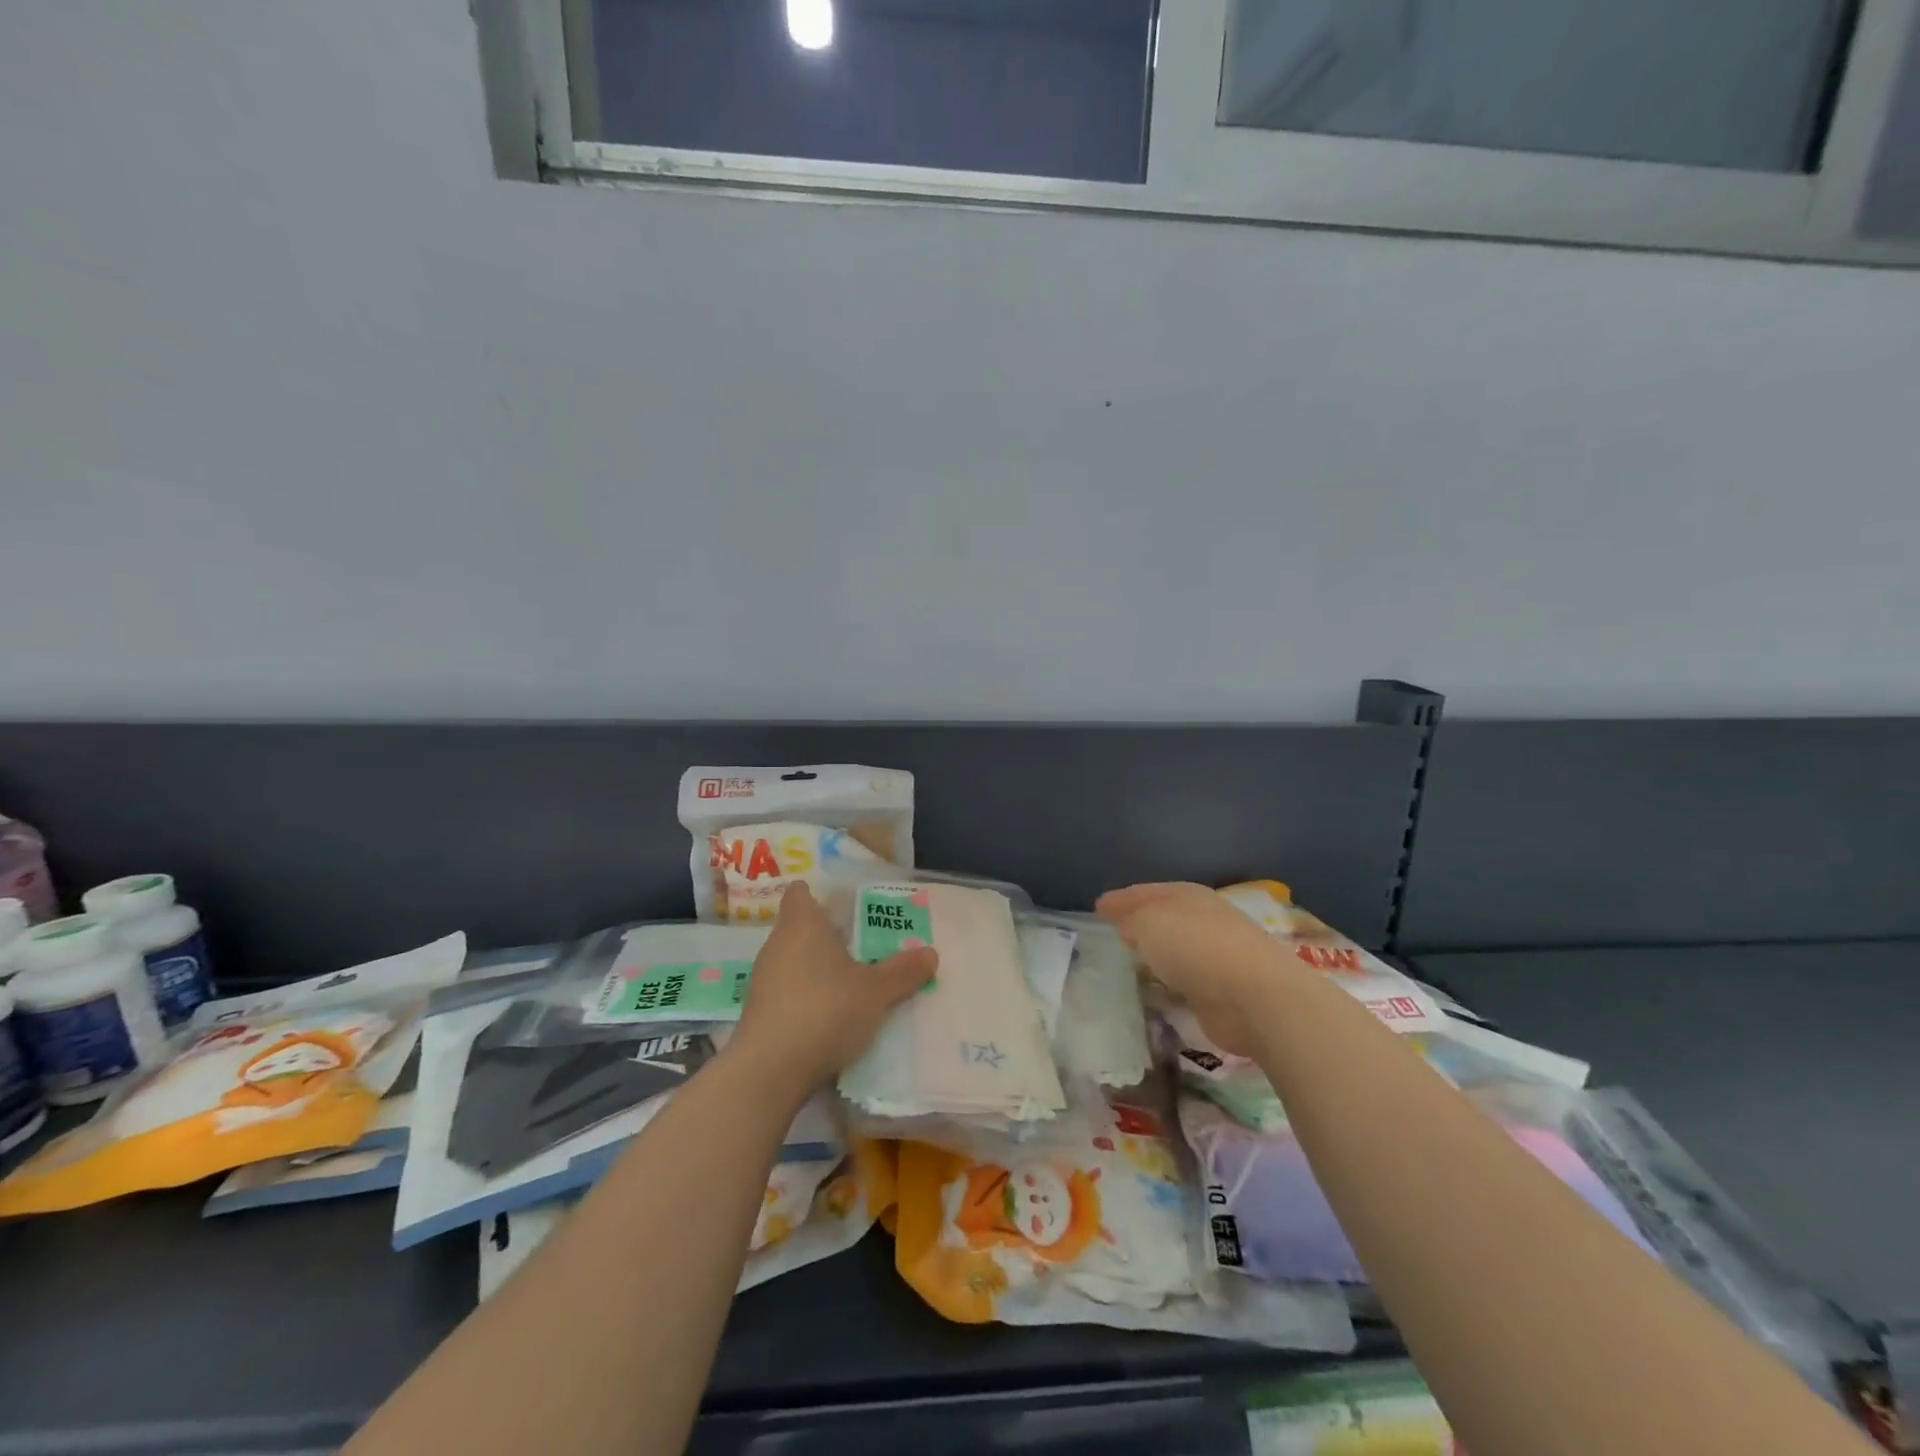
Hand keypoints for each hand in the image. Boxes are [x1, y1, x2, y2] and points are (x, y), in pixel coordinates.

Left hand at [729, 882, 938, 1095]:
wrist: (769, 1071)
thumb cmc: (825, 1010)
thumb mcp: (876, 991)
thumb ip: (903, 971)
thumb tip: (931, 953)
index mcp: (802, 924)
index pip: (800, 893)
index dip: (820, 896)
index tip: (847, 908)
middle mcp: (777, 944)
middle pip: (801, 928)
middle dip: (830, 936)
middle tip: (865, 947)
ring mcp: (763, 980)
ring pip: (794, 962)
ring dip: (819, 970)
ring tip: (853, 985)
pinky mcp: (759, 1013)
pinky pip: (787, 993)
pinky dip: (807, 999)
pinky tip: (831, 1018)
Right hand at [1095, 882, 1291, 1056]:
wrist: (1256, 997)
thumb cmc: (1196, 947)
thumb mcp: (1148, 923)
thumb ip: (1132, 920)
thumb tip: (1129, 927)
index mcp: (1187, 895)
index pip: (1146, 892)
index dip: (1121, 898)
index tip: (1098, 907)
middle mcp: (1204, 920)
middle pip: (1164, 918)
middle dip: (1140, 923)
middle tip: (1113, 932)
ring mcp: (1217, 956)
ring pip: (1176, 949)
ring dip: (1157, 954)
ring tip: (1130, 961)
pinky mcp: (1222, 991)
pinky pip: (1184, 980)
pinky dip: (1170, 982)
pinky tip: (1156, 988)